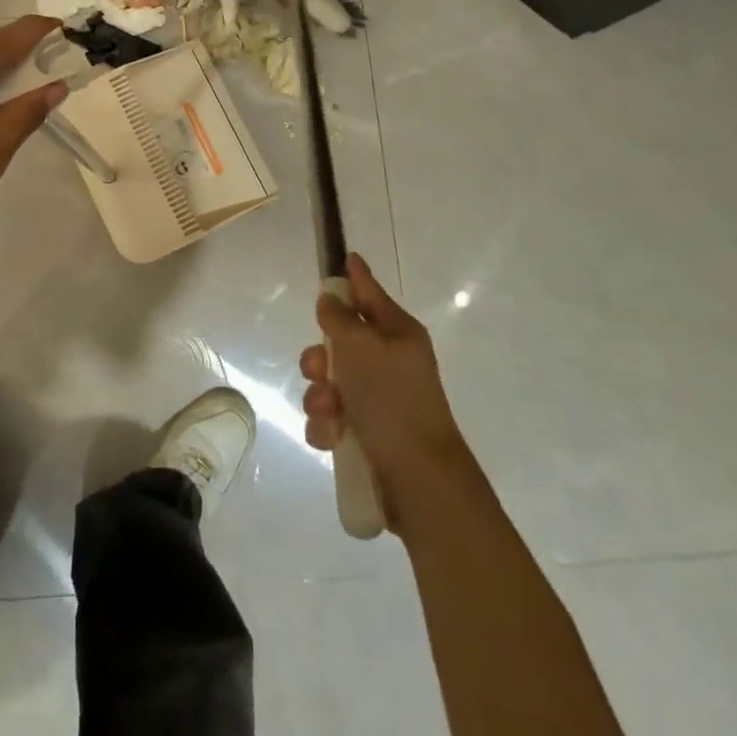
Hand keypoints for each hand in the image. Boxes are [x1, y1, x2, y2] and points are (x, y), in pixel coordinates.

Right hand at [300, 254, 478, 535]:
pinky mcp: (367, 434)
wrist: (417, 478)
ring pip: (329, 382)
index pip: (370, 293)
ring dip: (320, 396)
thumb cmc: (391, 399)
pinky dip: (326, 426)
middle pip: (340, 342)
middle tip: (319, 369)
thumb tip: (331, 298)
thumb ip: (339, 317)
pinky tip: (331, 437)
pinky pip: (332, 417)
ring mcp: (379, 400)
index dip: (354, 276)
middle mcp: (389, 362)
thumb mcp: (360, 346)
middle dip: (320, 357)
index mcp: (397, 334)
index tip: (344, 257)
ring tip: (330, 413)